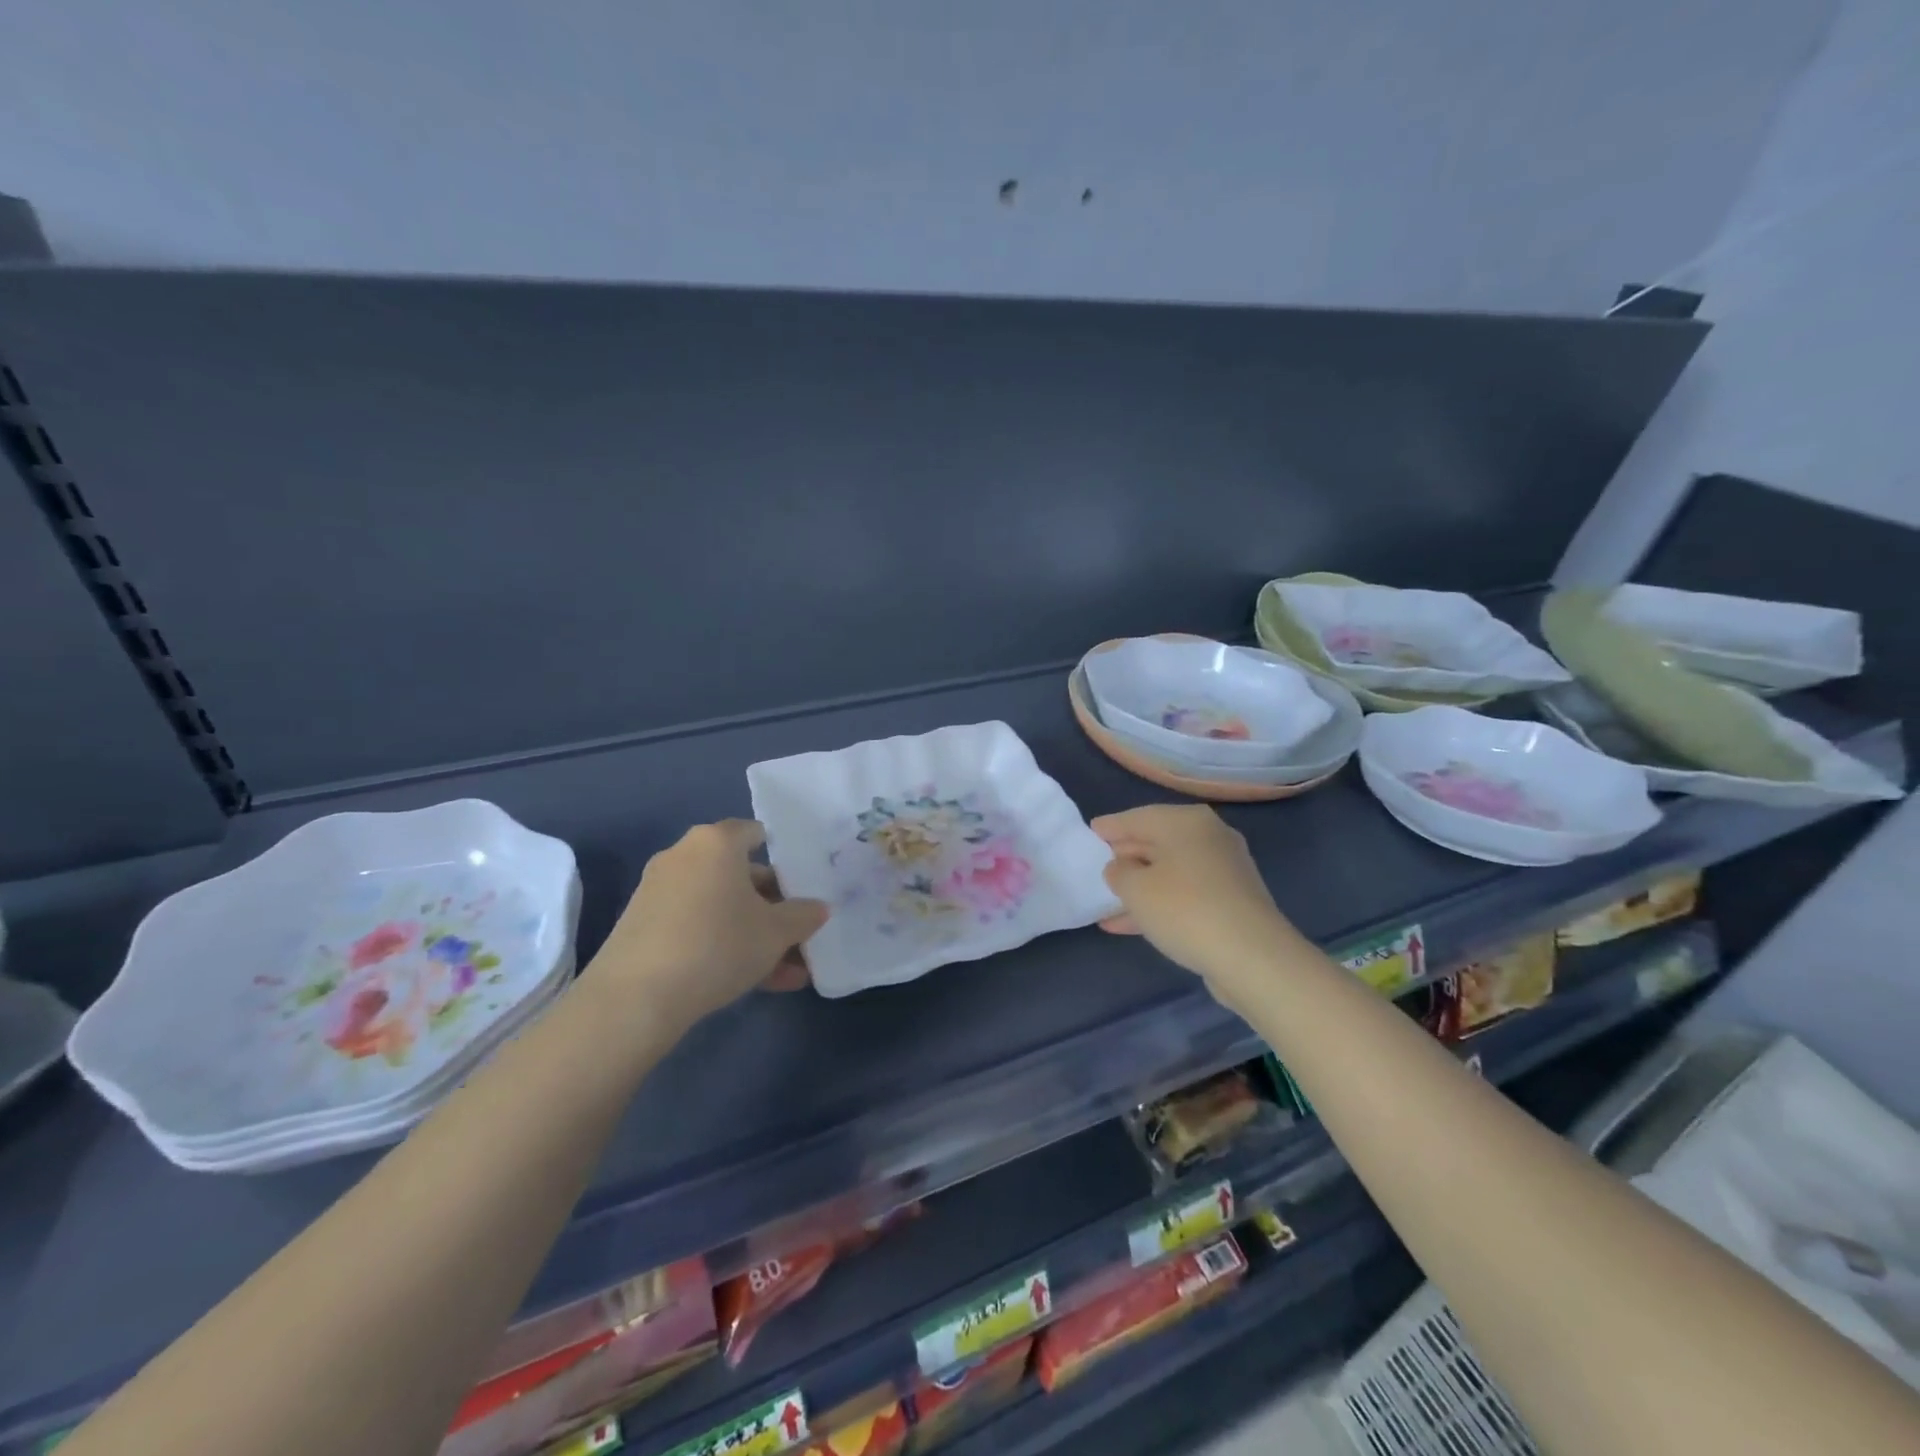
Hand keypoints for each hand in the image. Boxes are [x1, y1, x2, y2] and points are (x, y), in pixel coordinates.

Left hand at [589, 820, 828, 1028]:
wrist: (635, 998)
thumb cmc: (718, 944)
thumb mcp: (776, 932)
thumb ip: (803, 916)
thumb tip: (817, 908)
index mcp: (716, 842)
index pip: (755, 833)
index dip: (783, 855)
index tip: (803, 882)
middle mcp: (684, 856)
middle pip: (740, 875)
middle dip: (772, 906)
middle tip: (799, 934)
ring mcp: (659, 892)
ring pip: (720, 907)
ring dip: (753, 934)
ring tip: (786, 972)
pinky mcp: (643, 927)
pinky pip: (697, 927)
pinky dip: (723, 945)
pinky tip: (754, 982)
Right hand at [1093, 804, 1303, 1005]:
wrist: (1253, 957)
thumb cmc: (1185, 909)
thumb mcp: (1135, 888)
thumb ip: (1118, 872)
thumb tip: (1121, 867)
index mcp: (1185, 821)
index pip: (1137, 817)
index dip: (1110, 827)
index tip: (1090, 832)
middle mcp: (1208, 836)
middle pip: (1157, 841)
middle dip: (1126, 856)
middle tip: (1099, 865)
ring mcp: (1224, 869)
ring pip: (1170, 871)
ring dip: (1140, 886)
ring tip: (1107, 902)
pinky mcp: (1232, 900)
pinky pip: (1185, 894)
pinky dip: (1160, 903)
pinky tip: (1131, 924)